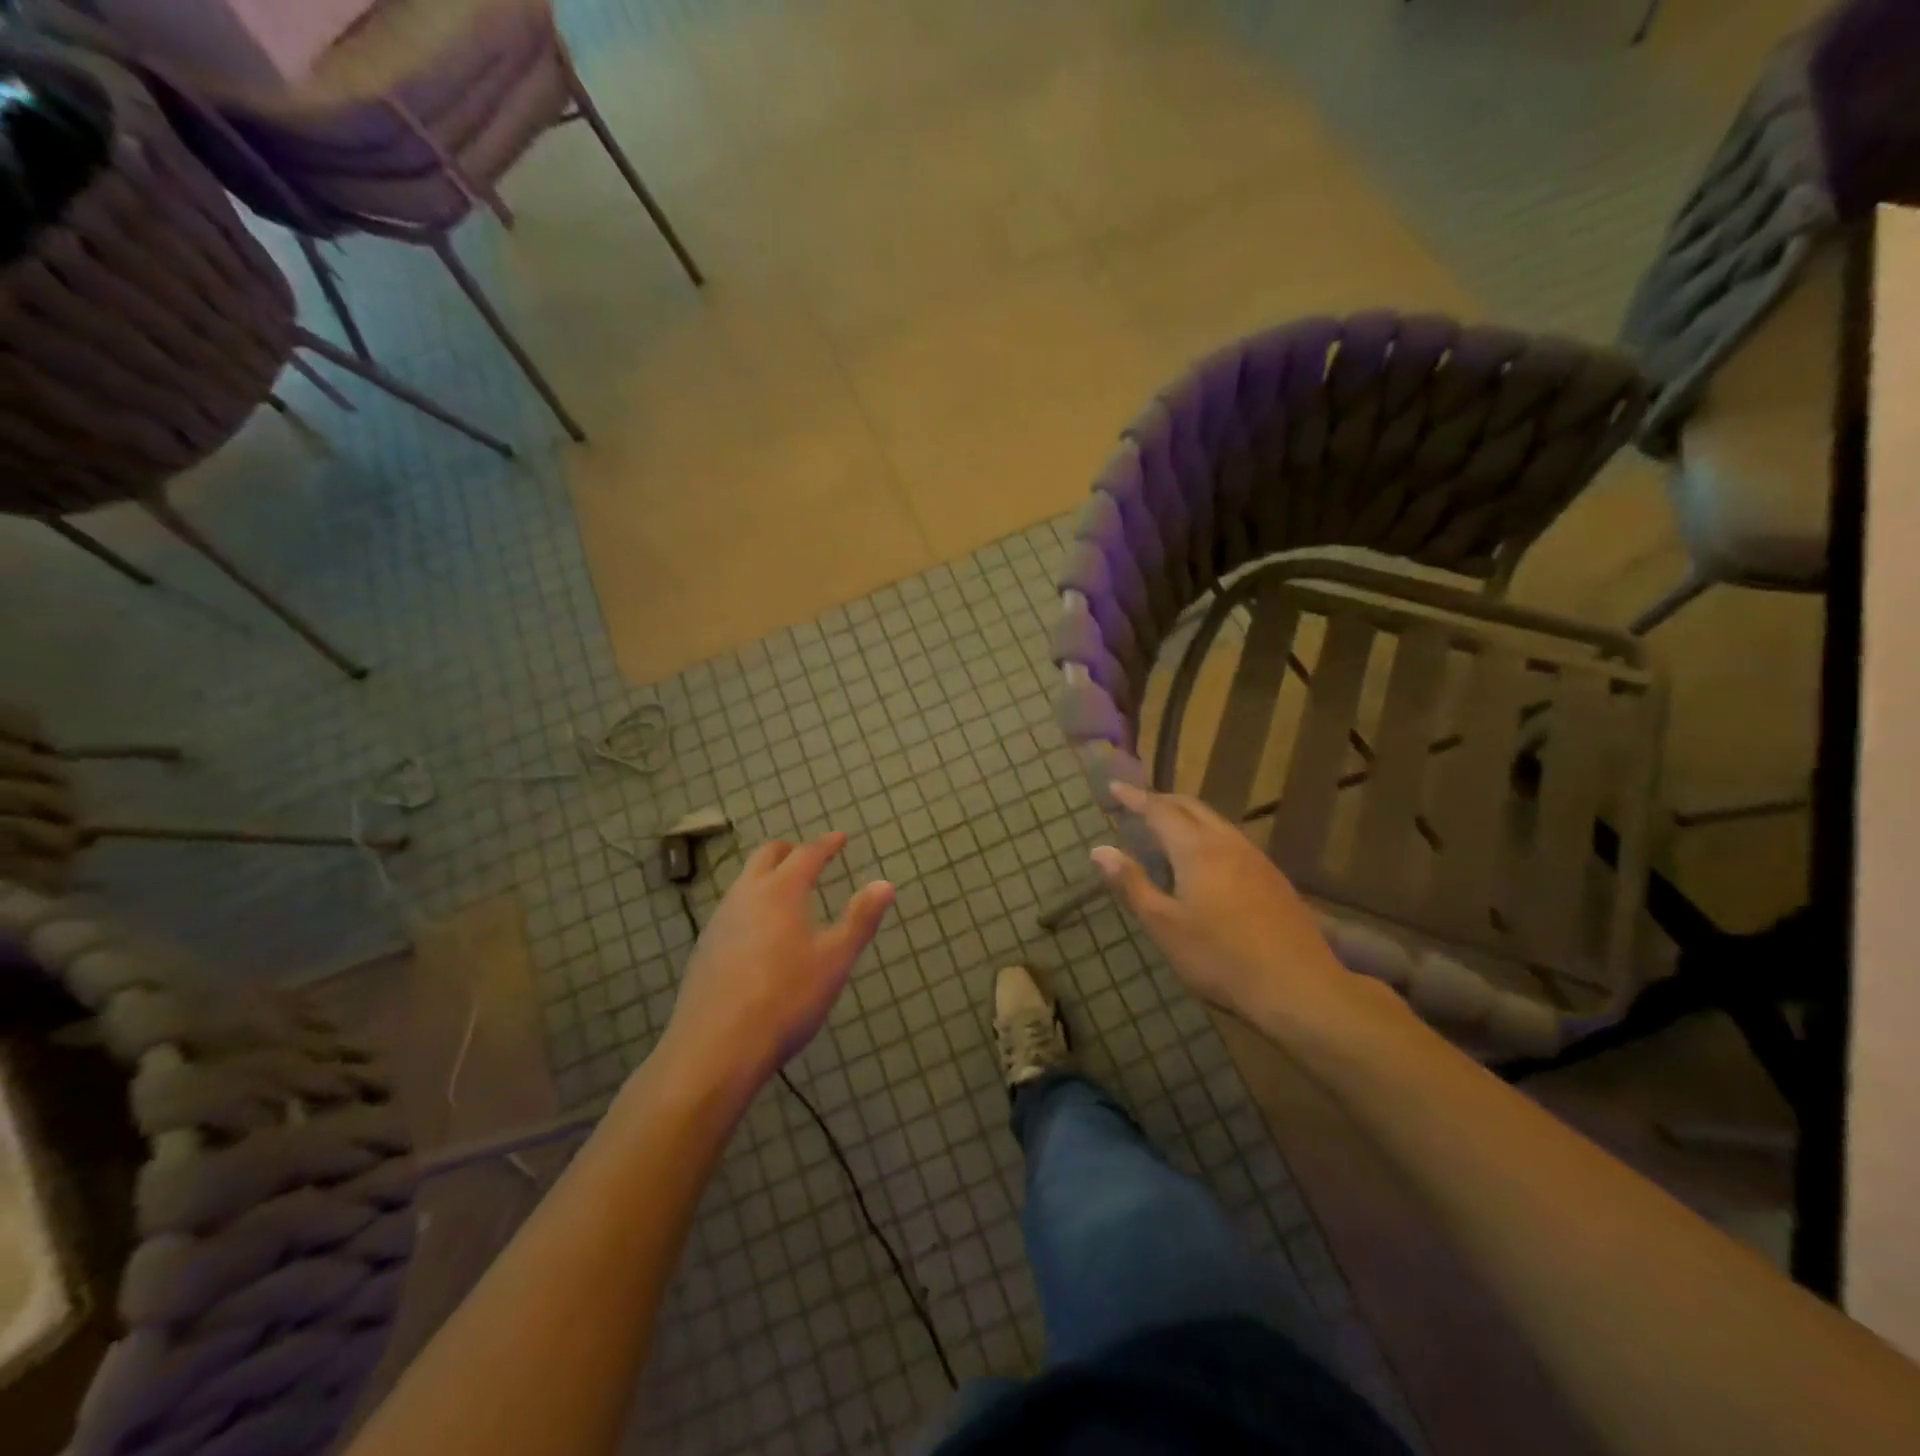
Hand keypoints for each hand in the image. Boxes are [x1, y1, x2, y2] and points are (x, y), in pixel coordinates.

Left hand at [661, 833, 892, 1092]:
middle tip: (810, 857)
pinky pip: (732, 909)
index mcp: (781, 891)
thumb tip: (885, 884)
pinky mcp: (704, 948)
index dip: (826, 844)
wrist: (715, 1048)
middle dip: (791, 851)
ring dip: (767, 876)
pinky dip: (752, 904)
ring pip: (744, 882)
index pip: (807, 854)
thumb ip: (860, 919)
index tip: (840, 838)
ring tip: (787, 892)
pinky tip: (760, 932)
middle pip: (766, 856)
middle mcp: (746, 896)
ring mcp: (720, 921)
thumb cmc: (786, 999)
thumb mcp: (834, 960)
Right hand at [1092, 783, 1390, 1033]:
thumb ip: (1131, 884)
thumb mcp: (1164, 926)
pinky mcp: (1273, 878)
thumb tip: (1100, 850)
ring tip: (1167, 826)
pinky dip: (1208, 834)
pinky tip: (1207, 858)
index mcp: (1197, 850)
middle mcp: (1228, 843)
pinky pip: (1232, 840)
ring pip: (1216, 822)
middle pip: (1191, 808)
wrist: (1299, 988)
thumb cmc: (1221, 958)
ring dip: (1187, 816)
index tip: (1114, 787)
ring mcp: (1256, 859)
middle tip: (1137, 803)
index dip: (1134, 797)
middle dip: (1162, 800)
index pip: (1159, 810)